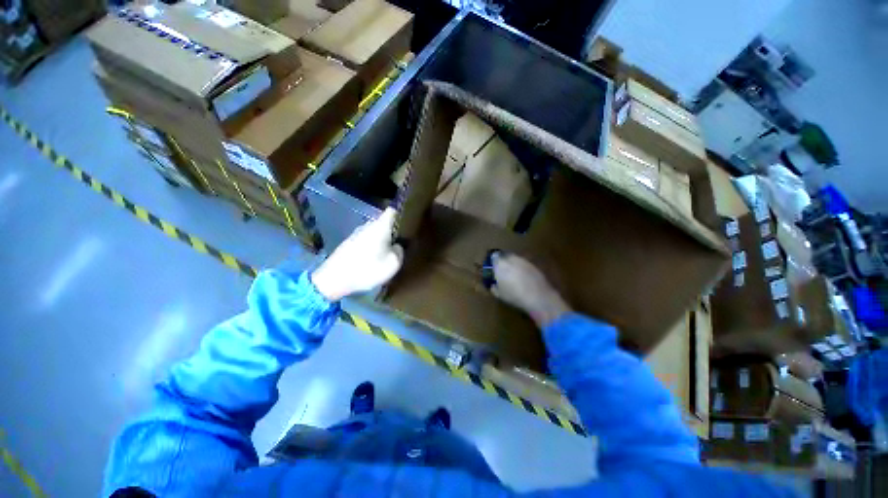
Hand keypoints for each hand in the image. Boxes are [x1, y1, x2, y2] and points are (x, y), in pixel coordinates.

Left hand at [311, 208, 403, 301]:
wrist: (334, 279)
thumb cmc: (368, 268)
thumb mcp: (393, 263)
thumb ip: (400, 251)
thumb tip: (396, 245)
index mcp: (380, 226)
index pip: (392, 211)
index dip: (401, 214)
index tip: (408, 222)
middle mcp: (368, 225)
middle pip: (383, 223)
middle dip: (392, 231)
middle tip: (400, 242)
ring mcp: (356, 233)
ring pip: (374, 232)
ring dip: (381, 240)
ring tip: (387, 253)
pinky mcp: (349, 243)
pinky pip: (366, 240)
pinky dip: (371, 246)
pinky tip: (372, 259)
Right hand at [491, 252, 570, 327]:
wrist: (538, 297)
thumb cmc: (515, 296)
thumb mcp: (499, 294)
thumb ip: (494, 287)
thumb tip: (493, 284)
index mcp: (500, 264)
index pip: (493, 257)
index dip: (493, 262)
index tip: (492, 268)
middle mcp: (510, 259)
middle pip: (504, 256)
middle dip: (502, 261)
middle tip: (502, 270)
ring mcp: (523, 260)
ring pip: (514, 258)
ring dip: (512, 263)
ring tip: (513, 273)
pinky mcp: (532, 264)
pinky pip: (523, 263)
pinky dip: (521, 267)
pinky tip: (523, 276)